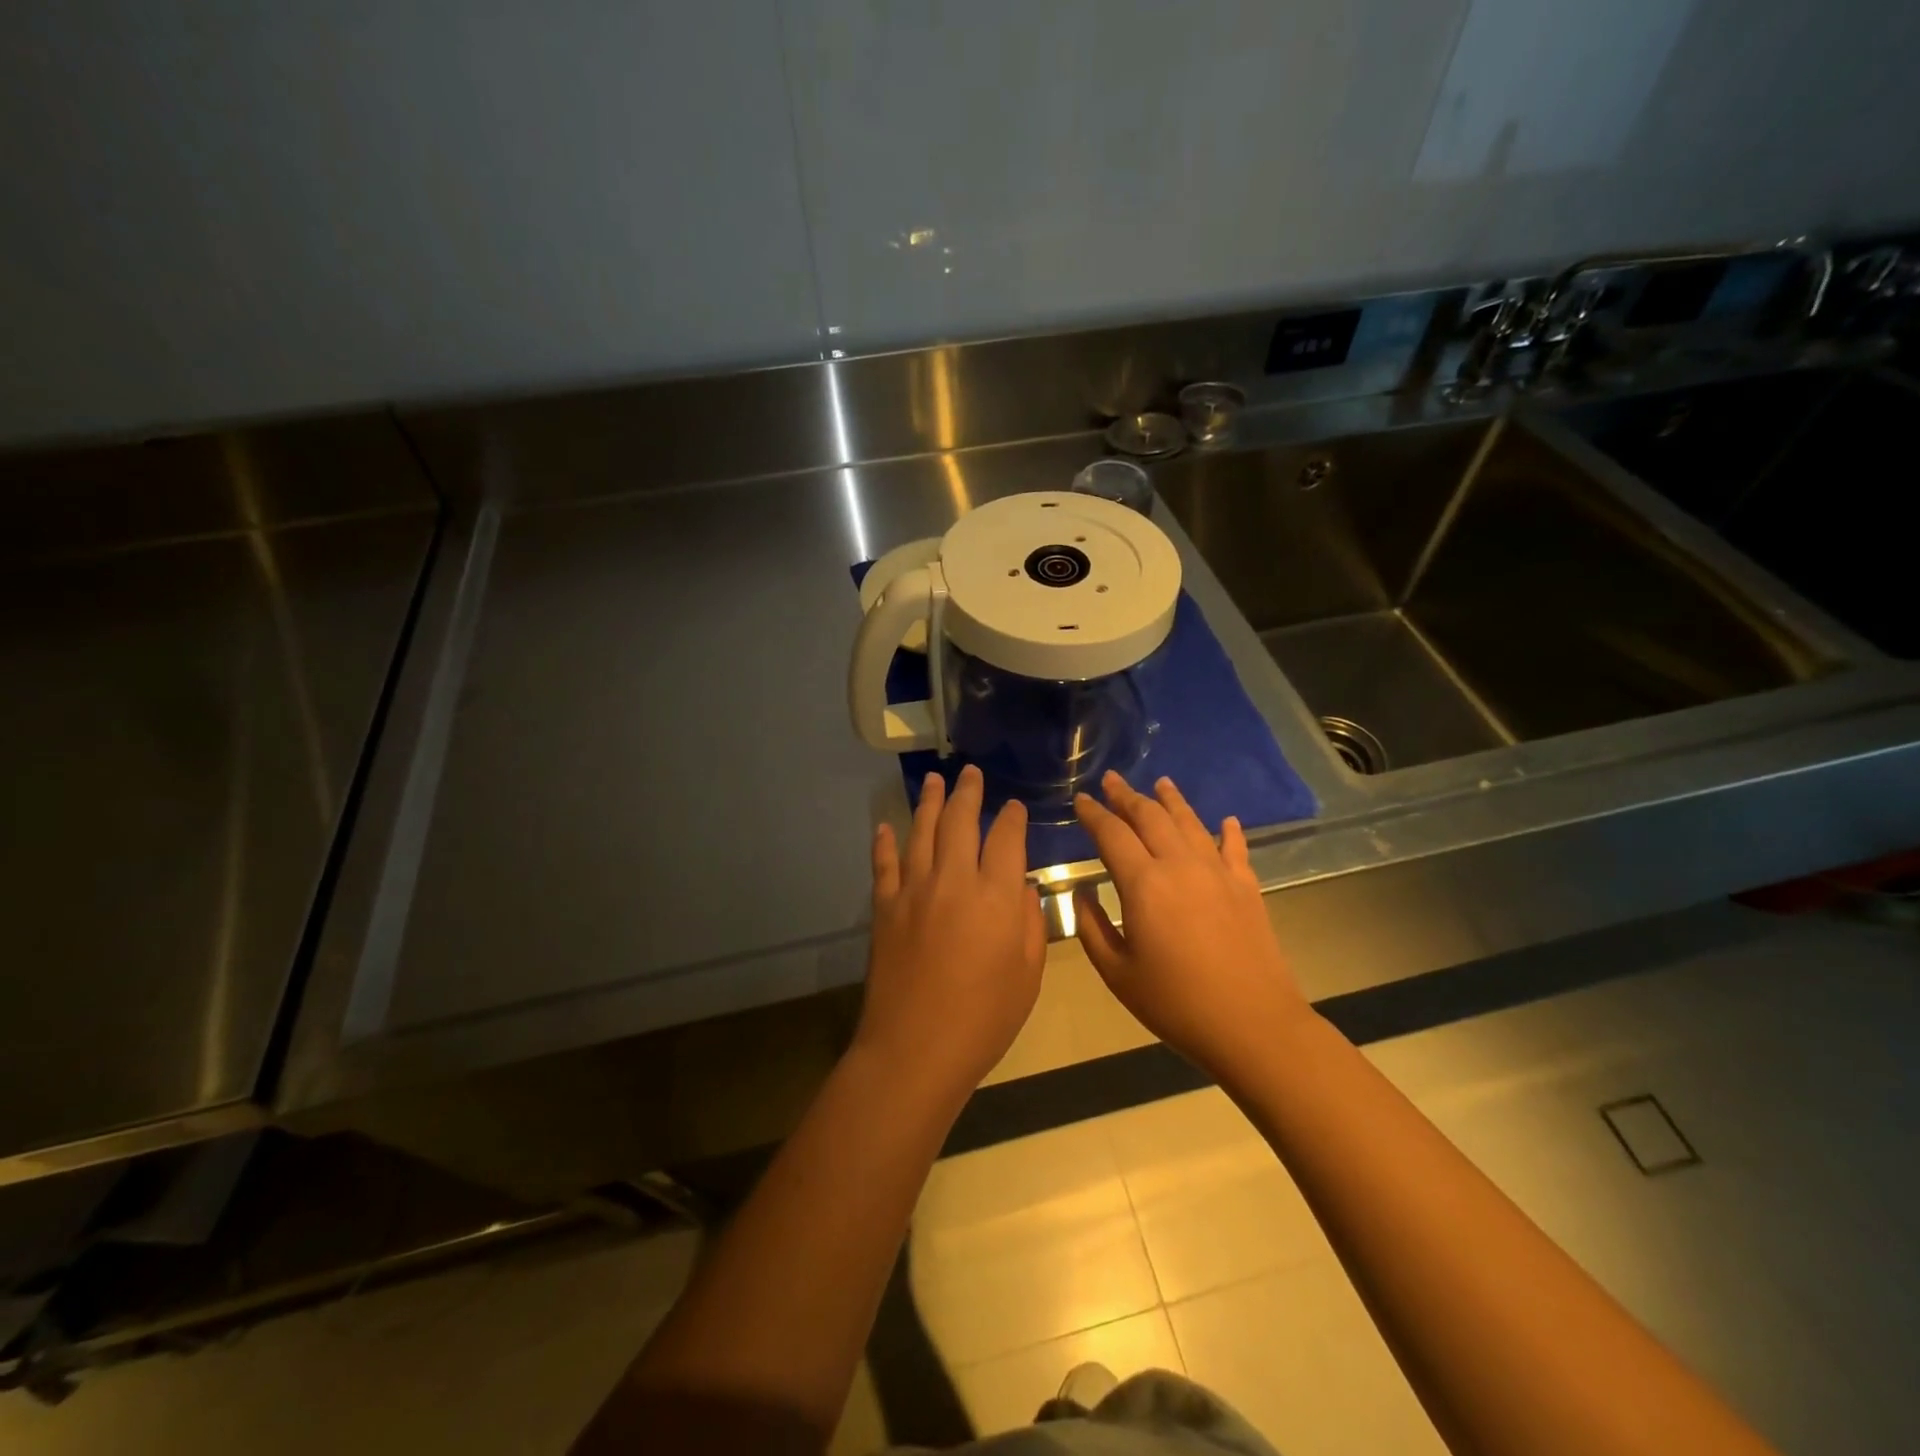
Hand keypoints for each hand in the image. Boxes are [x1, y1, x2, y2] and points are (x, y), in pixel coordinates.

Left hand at [856, 765, 1045, 1097]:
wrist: (916, 1048)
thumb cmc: (984, 1018)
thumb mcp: (1027, 975)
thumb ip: (1028, 922)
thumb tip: (1019, 885)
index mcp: (995, 896)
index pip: (1006, 839)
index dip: (1011, 818)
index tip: (1013, 806)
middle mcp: (953, 881)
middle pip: (960, 822)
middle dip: (968, 793)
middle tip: (971, 773)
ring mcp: (914, 891)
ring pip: (921, 832)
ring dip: (929, 803)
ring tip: (934, 780)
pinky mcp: (885, 908)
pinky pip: (884, 865)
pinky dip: (884, 843)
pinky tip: (884, 826)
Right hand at [1073, 772, 1309, 1077]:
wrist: (1252, 1025)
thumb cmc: (1176, 1004)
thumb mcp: (1117, 973)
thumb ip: (1092, 928)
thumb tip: (1083, 894)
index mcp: (1143, 884)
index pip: (1111, 834)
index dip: (1094, 814)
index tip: (1081, 799)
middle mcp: (1180, 865)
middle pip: (1150, 817)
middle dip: (1127, 796)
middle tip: (1112, 779)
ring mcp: (1218, 873)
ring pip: (1190, 822)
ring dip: (1172, 800)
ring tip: (1161, 783)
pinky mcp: (1246, 887)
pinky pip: (1234, 848)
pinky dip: (1228, 831)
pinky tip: (1226, 820)